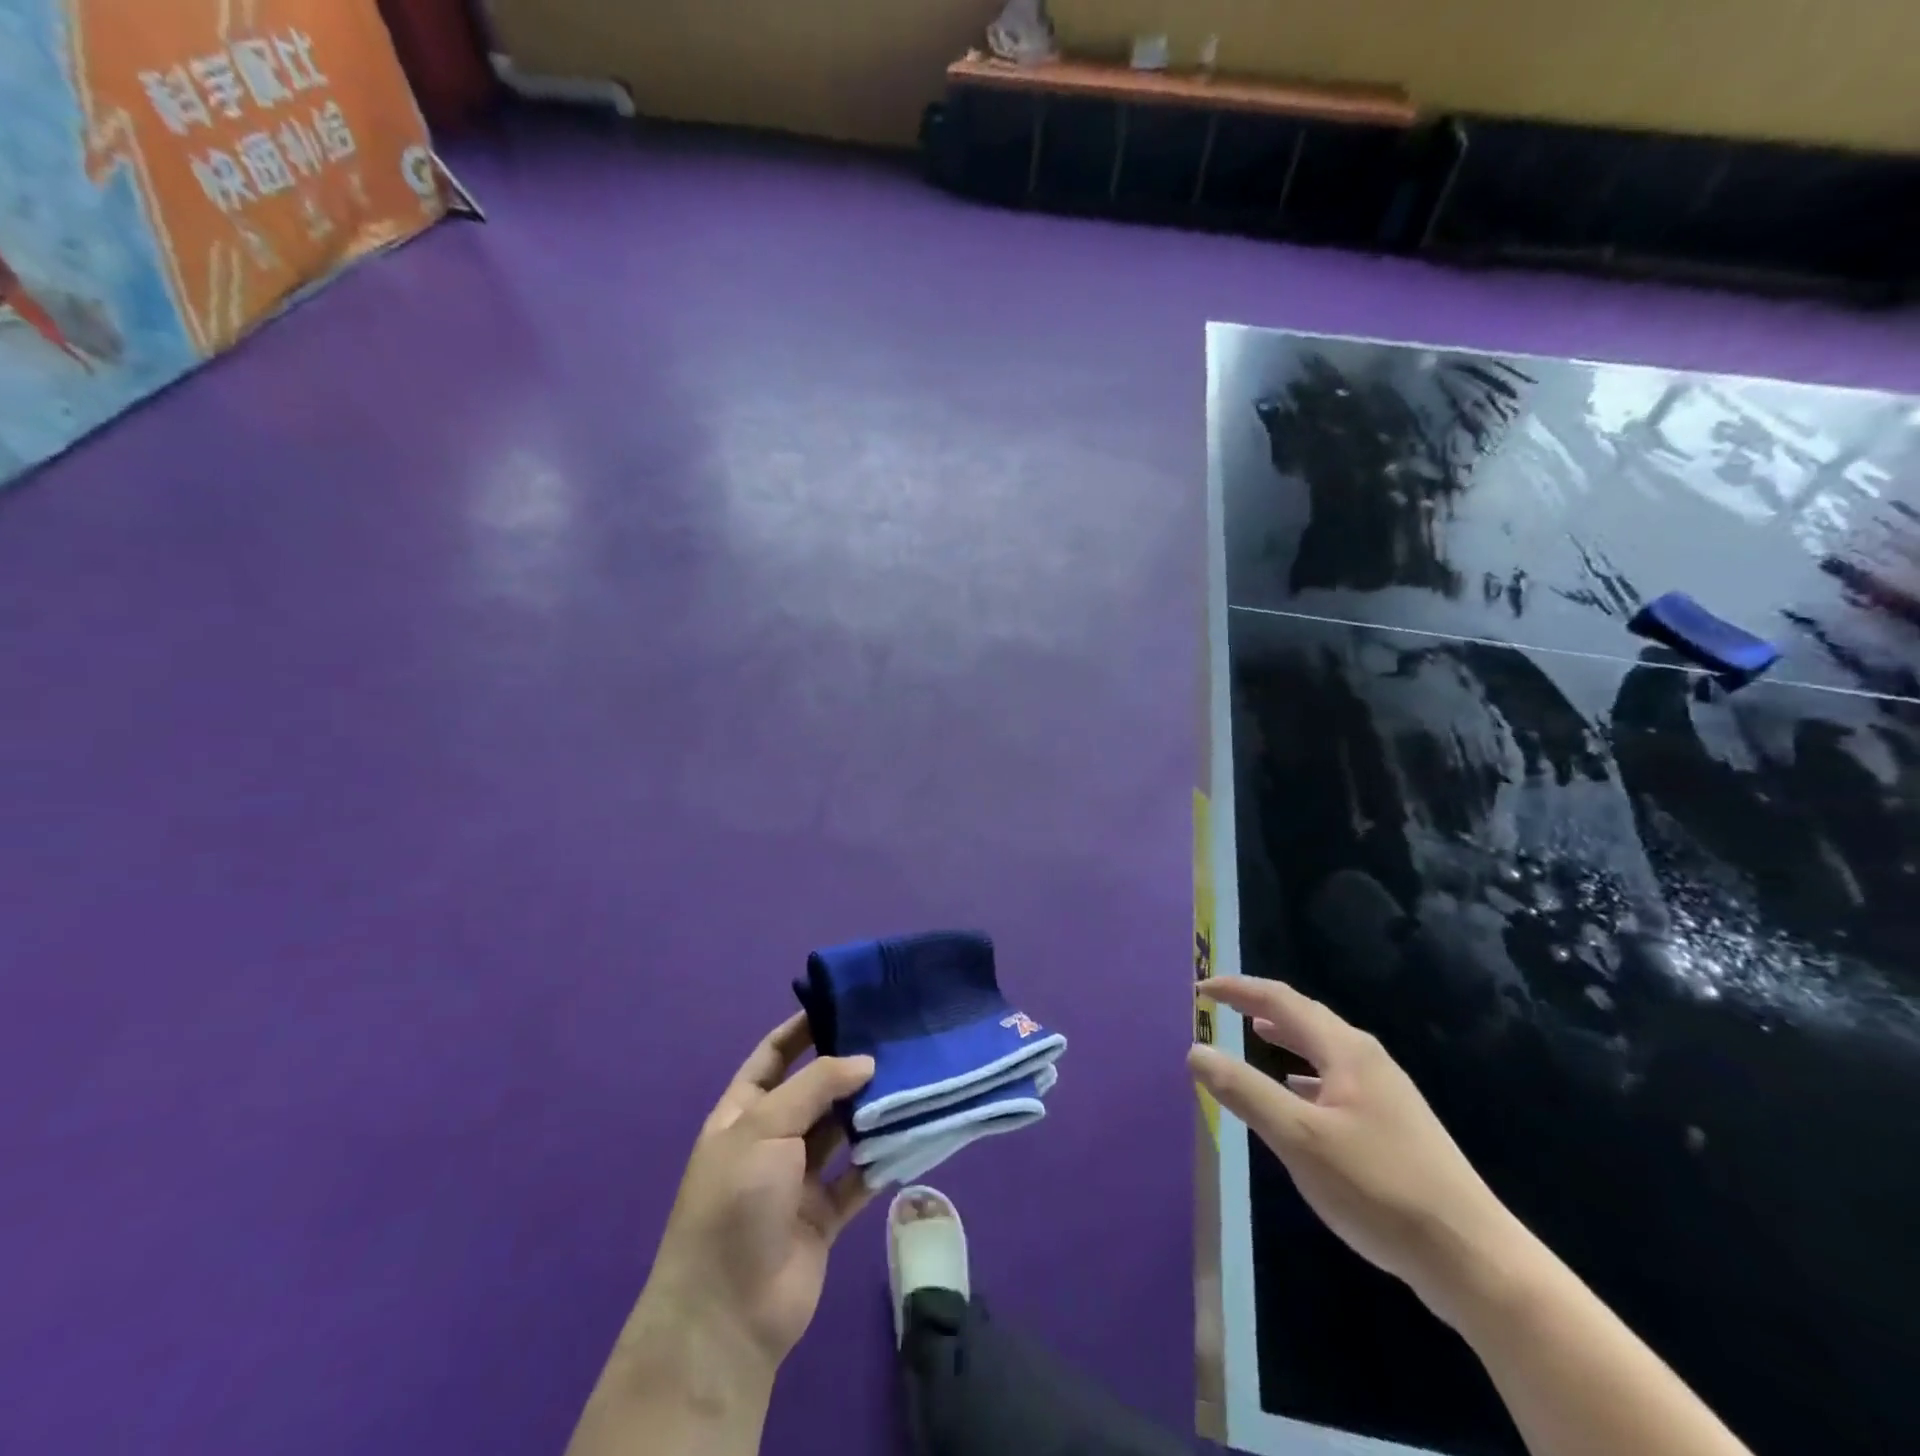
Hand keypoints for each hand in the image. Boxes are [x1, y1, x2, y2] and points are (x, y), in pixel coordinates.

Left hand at [627, 1013, 876, 1381]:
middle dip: (847, 1067)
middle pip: (814, 1091)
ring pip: (841, 1132)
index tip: (843, 1003)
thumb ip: (816, 1086)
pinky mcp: (824, 1214)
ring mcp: (798, 1179)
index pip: (774, 1056)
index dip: (802, 1028)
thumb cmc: (736, 1201)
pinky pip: (859, 1176)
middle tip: (893, 1038)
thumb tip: (865, 1061)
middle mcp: (771, 1139)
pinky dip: (881, 1158)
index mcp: (743, 1113)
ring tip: (910, 1076)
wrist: (728, 1313)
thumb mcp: (765, 1126)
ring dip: (868, 1111)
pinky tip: (911, 1133)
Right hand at [1190, 977, 1516, 1324]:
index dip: (1238, 990)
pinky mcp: (1394, 1127)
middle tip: (1222, 1005)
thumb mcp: (1298, 1138)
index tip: (1201, 989)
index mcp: (1345, 1050)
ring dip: (1286, 1037)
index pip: (1281, 1000)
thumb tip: (1196, 1050)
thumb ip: (1245, 1090)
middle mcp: (1367, 1060)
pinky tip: (1297, 1095)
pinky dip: (1305, 1074)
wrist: (1473, 1260)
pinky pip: (1336, 1080)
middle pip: (1306, 1017)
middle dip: (1261, 1006)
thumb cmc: (1378, 1188)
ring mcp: (1385, 1094)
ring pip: (1323, 1049)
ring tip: (1254, 1034)